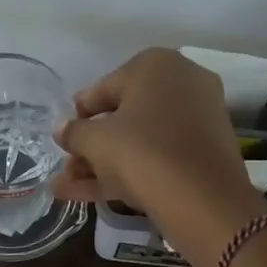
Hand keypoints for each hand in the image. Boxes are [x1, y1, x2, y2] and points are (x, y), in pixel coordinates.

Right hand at [53, 49, 263, 245]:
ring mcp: (197, 120)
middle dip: (90, 145)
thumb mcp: (96, 141)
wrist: (204, 201)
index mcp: (156, 65)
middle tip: (67, 166)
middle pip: (123, 116)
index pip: (104, 88)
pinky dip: (127, 171)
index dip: (79, 115)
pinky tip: (89, 195)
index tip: (63, 136)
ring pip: (139, 140)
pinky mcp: (203, 154)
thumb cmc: (142, 153)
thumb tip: (62, 129)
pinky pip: (157, 156)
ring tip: (65, 189)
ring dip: (101, 163)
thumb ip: (74, 132)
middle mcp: (182, 83)